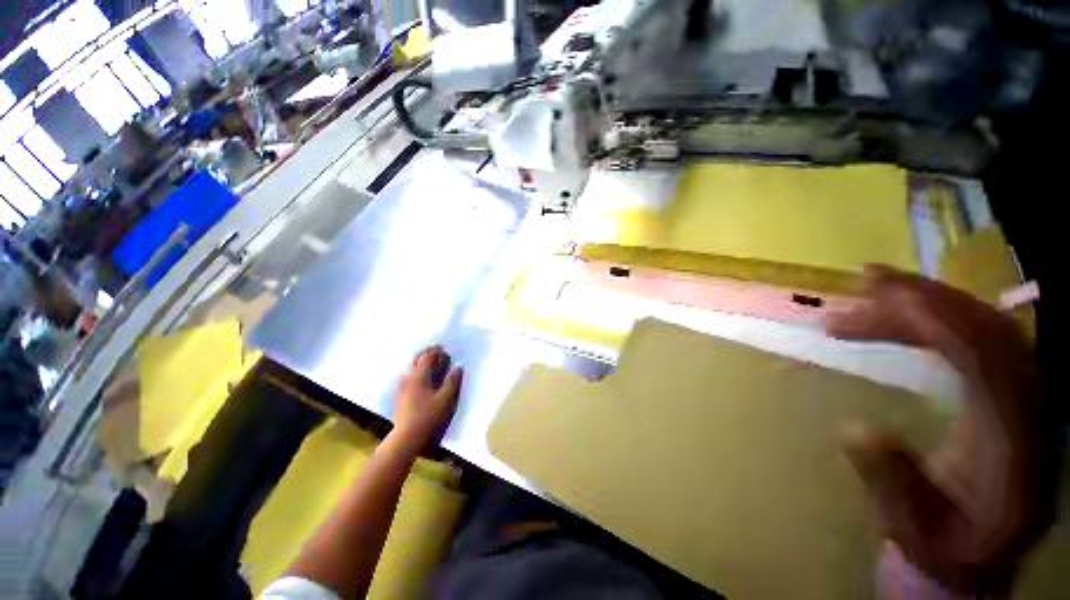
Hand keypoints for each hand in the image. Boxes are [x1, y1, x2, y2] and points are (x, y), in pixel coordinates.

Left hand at [391, 345, 463, 455]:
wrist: (406, 437)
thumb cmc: (428, 416)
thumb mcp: (445, 399)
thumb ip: (452, 381)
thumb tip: (458, 367)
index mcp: (419, 376)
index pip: (428, 357)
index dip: (437, 352)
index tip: (446, 350)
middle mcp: (408, 377)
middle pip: (418, 359)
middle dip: (428, 354)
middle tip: (438, 351)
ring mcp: (402, 386)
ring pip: (413, 368)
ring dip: (423, 363)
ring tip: (433, 363)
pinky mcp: (400, 395)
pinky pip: (410, 376)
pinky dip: (418, 372)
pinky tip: (423, 378)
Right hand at [825, 266, 1054, 594]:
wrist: (984, 552)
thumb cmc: (949, 546)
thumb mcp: (917, 532)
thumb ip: (893, 486)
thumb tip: (854, 430)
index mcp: (1012, 440)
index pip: (986, 356)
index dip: (936, 318)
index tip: (878, 296)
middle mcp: (1027, 404)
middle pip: (986, 326)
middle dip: (924, 299)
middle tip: (864, 282)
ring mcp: (1021, 393)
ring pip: (983, 325)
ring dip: (927, 303)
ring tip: (870, 291)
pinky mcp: (1007, 389)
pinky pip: (976, 338)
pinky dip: (936, 320)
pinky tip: (899, 319)